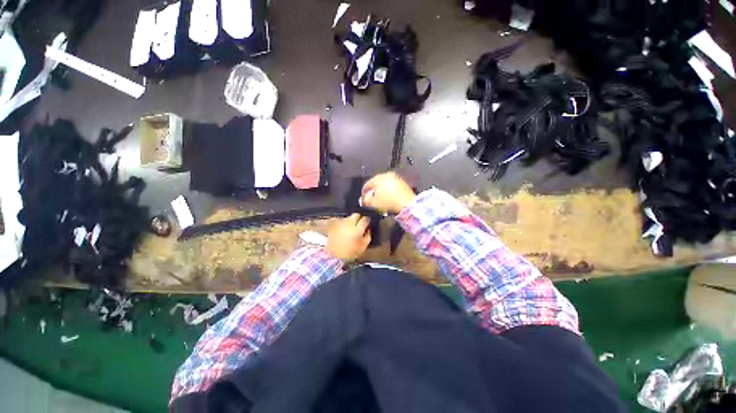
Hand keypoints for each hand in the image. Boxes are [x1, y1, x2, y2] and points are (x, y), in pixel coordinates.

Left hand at [326, 213, 371, 259]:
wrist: (333, 256)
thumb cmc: (350, 253)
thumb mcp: (363, 247)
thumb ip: (367, 236)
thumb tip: (368, 229)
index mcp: (358, 229)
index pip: (365, 219)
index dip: (367, 220)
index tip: (368, 222)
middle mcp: (349, 224)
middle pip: (356, 215)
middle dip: (359, 217)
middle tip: (360, 223)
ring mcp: (341, 224)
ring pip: (348, 217)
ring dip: (351, 220)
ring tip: (351, 227)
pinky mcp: (334, 226)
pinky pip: (341, 221)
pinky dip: (344, 224)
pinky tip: (344, 229)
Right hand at [361, 172, 415, 213]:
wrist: (407, 205)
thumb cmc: (389, 203)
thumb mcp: (373, 203)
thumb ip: (366, 200)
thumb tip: (364, 199)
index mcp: (379, 177)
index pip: (367, 184)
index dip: (363, 193)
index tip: (363, 200)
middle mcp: (388, 175)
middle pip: (376, 184)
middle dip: (373, 192)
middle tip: (371, 201)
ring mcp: (396, 179)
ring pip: (384, 186)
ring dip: (381, 193)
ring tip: (380, 202)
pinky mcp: (403, 184)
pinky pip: (392, 188)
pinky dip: (389, 193)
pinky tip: (388, 200)